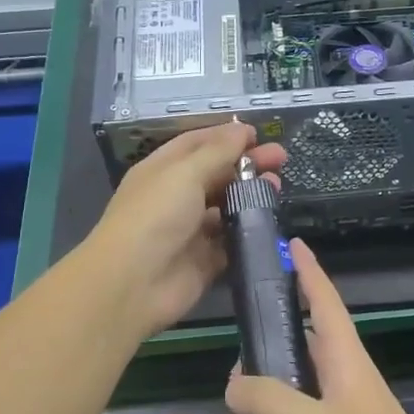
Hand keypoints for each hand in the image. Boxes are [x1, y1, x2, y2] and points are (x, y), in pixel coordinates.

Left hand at [85, 123, 285, 338]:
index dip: (227, 136)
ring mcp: (191, 230)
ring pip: (228, 207)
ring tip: (278, 188)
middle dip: (247, 164)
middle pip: (218, 173)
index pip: (198, 144)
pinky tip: (271, 222)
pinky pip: (232, 242)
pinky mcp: (205, 260)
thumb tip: (243, 129)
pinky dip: (249, 232)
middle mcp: (177, 197)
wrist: (132, 284)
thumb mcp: (185, 174)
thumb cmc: (155, 217)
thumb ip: (218, 152)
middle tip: (281, 159)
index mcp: (165, 170)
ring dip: (252, 196)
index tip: (259, 134)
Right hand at [226, 240, 413, 413]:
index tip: (293, 245)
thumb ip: (268, 399)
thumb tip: (235, 383)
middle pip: (293, 362)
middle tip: (234, 404)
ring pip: (290, 412)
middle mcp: (344, 387)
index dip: (308, 273)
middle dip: (258, 380)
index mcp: (345, 363)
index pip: (324, 303)